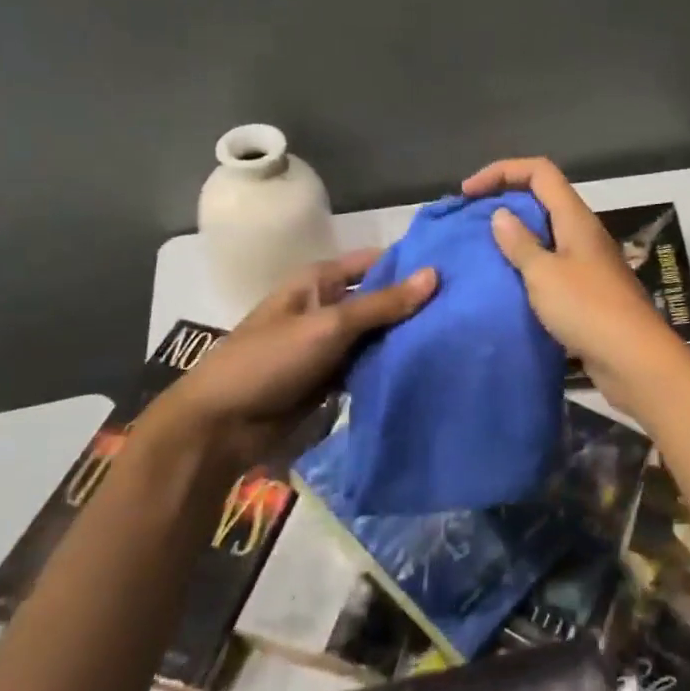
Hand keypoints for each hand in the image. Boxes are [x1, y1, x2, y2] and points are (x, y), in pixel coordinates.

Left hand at [152, 250, 436, 457]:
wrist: (221, 427)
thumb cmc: (270, 361)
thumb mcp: (329, 326)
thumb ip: (383, 304)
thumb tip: (435, 274)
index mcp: (320, 281)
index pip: (375, 263)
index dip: (410, 264)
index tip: (456, 269)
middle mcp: (328, 307)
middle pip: (380, 300)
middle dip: (414, 305)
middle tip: (468, 308)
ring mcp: (330, 345)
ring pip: (378, 336)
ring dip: (406, 339)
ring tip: (460, 336)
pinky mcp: (333, 379)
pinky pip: (369, 366)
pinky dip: (391, 367)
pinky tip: (429, 367)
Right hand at [461, 157, 678, 396]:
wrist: (633, 359)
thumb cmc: (587, 309)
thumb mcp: (544, 274)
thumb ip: (520, 244)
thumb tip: (500, 214)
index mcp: (575, 218)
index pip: (539, 171)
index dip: (502, 170)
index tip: (468, 193)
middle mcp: (583, 232)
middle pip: (542, 198)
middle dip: (505, 202)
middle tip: (470, 222)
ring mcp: (587, 262)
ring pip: (546, 233)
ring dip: (515, 237)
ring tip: (481, 252)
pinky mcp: (586, 291)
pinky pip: (551, 265)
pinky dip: (527, 266)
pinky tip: (506, 284)